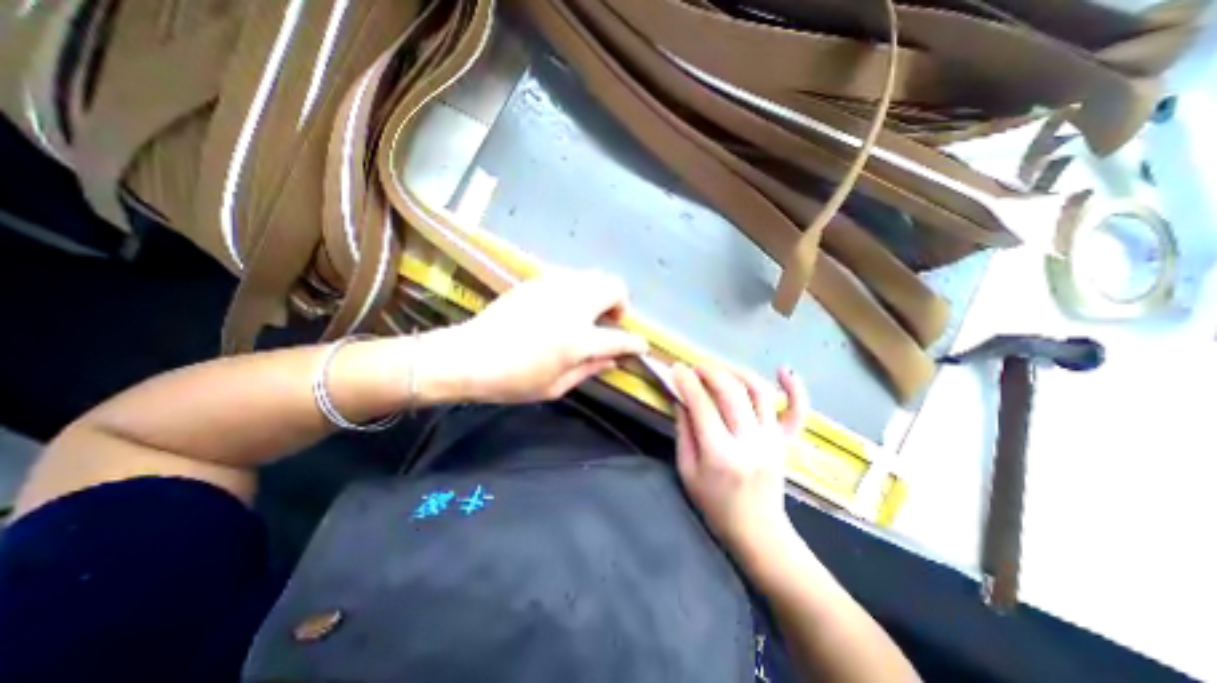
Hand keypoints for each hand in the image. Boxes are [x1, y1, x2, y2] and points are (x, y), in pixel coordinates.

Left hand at [439, 269, 644, 403]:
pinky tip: (564, 307)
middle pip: (614, 287)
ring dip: (600, 294)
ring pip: (594, 276)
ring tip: (588, 313)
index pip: (620, 338)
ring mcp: (554, 288)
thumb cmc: (512, 380)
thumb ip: (590, 370)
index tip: (641, 346)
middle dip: (620, 304)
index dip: (636, 343)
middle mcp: (572, 306)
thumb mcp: (555, 387)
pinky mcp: (537, 281)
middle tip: (609, 322)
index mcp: (578, 340)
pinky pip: (571, 277)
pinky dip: (579, 289)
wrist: (468, 355)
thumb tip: (613, 361)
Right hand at [676, 366, 804, 568]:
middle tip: (696, 367)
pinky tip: (784, 369)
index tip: (677, 369)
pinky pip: (797, 412)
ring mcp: (773, 440)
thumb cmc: (715, 505)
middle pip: (732, 393)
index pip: (702, 406)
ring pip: (760, 392)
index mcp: (720, 455)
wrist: (758, 533)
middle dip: (710, 372)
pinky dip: (795, 389)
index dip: (687, 382)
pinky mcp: (787, 442)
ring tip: (722, 368)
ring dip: (739, 372)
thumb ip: (684, 432)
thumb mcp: (687, 472)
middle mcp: (750, 442)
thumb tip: (682, 398)